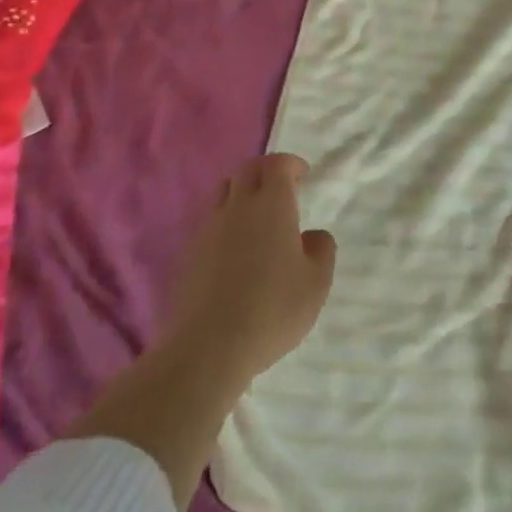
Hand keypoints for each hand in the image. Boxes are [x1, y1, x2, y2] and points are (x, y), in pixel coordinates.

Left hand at [164, 153, 335, 384]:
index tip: (303, 174)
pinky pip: (210, 219)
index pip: (277, 164)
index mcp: (272, 204)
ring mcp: (209, 227)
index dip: (291, 164)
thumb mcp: (316, 283)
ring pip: (224, 190)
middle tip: (281, 187)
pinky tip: (234, 244)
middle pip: (248, 169)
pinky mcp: (190, 251)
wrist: (208, 347)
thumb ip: (321, 250)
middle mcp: (238, 206)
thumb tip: (311, 235)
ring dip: (242, 190)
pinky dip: (225, 218)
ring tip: (256, 212)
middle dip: (266, 170)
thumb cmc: (272, 310)